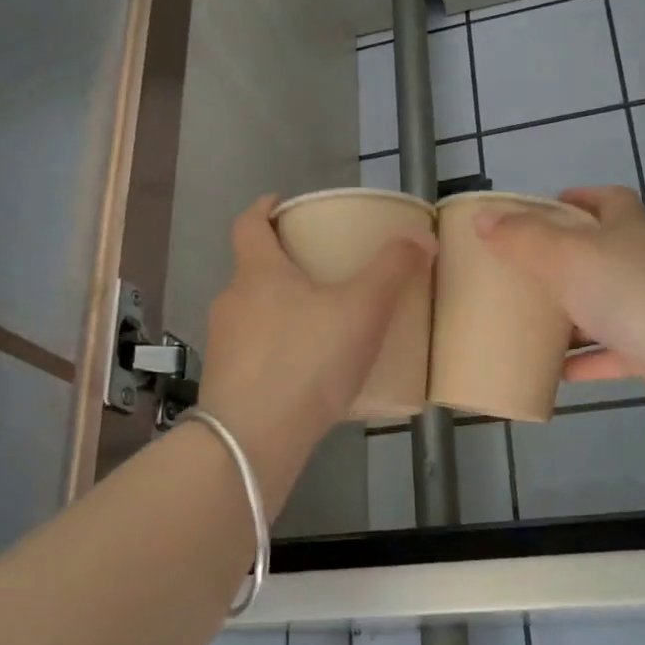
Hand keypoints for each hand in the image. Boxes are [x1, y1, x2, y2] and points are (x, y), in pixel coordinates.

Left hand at [198, 194, 434, 509]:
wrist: (254, 439)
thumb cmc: (307, 359)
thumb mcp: (362, 308)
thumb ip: (392, 270)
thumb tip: (420, 238)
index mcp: (258, 273)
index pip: (249, 224)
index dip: (265, 209)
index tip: (282, 205)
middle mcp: (232, 302)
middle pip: (255, 271)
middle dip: (286, 267)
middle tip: (325, 273)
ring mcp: (224, 345)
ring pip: (255, 315)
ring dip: (283, 313)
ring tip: (324, 328)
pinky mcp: (226, 384)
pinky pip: (257, 355)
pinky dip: (280, 353)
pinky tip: (310, 375)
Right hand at [474, 186, 644, 428]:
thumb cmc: (633, 294)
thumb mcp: (567, 257)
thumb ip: (523, 238)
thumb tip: (484, 217)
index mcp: (630, 232)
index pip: (611, 201)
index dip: (582, 197)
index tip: (551, 205)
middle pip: (607, 255)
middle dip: (570, 262)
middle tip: (527, 273)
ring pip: (609, 307)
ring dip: (575, 316)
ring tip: (533, 325)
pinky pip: (615, 354)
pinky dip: (587, 360)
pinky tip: (556, 373)